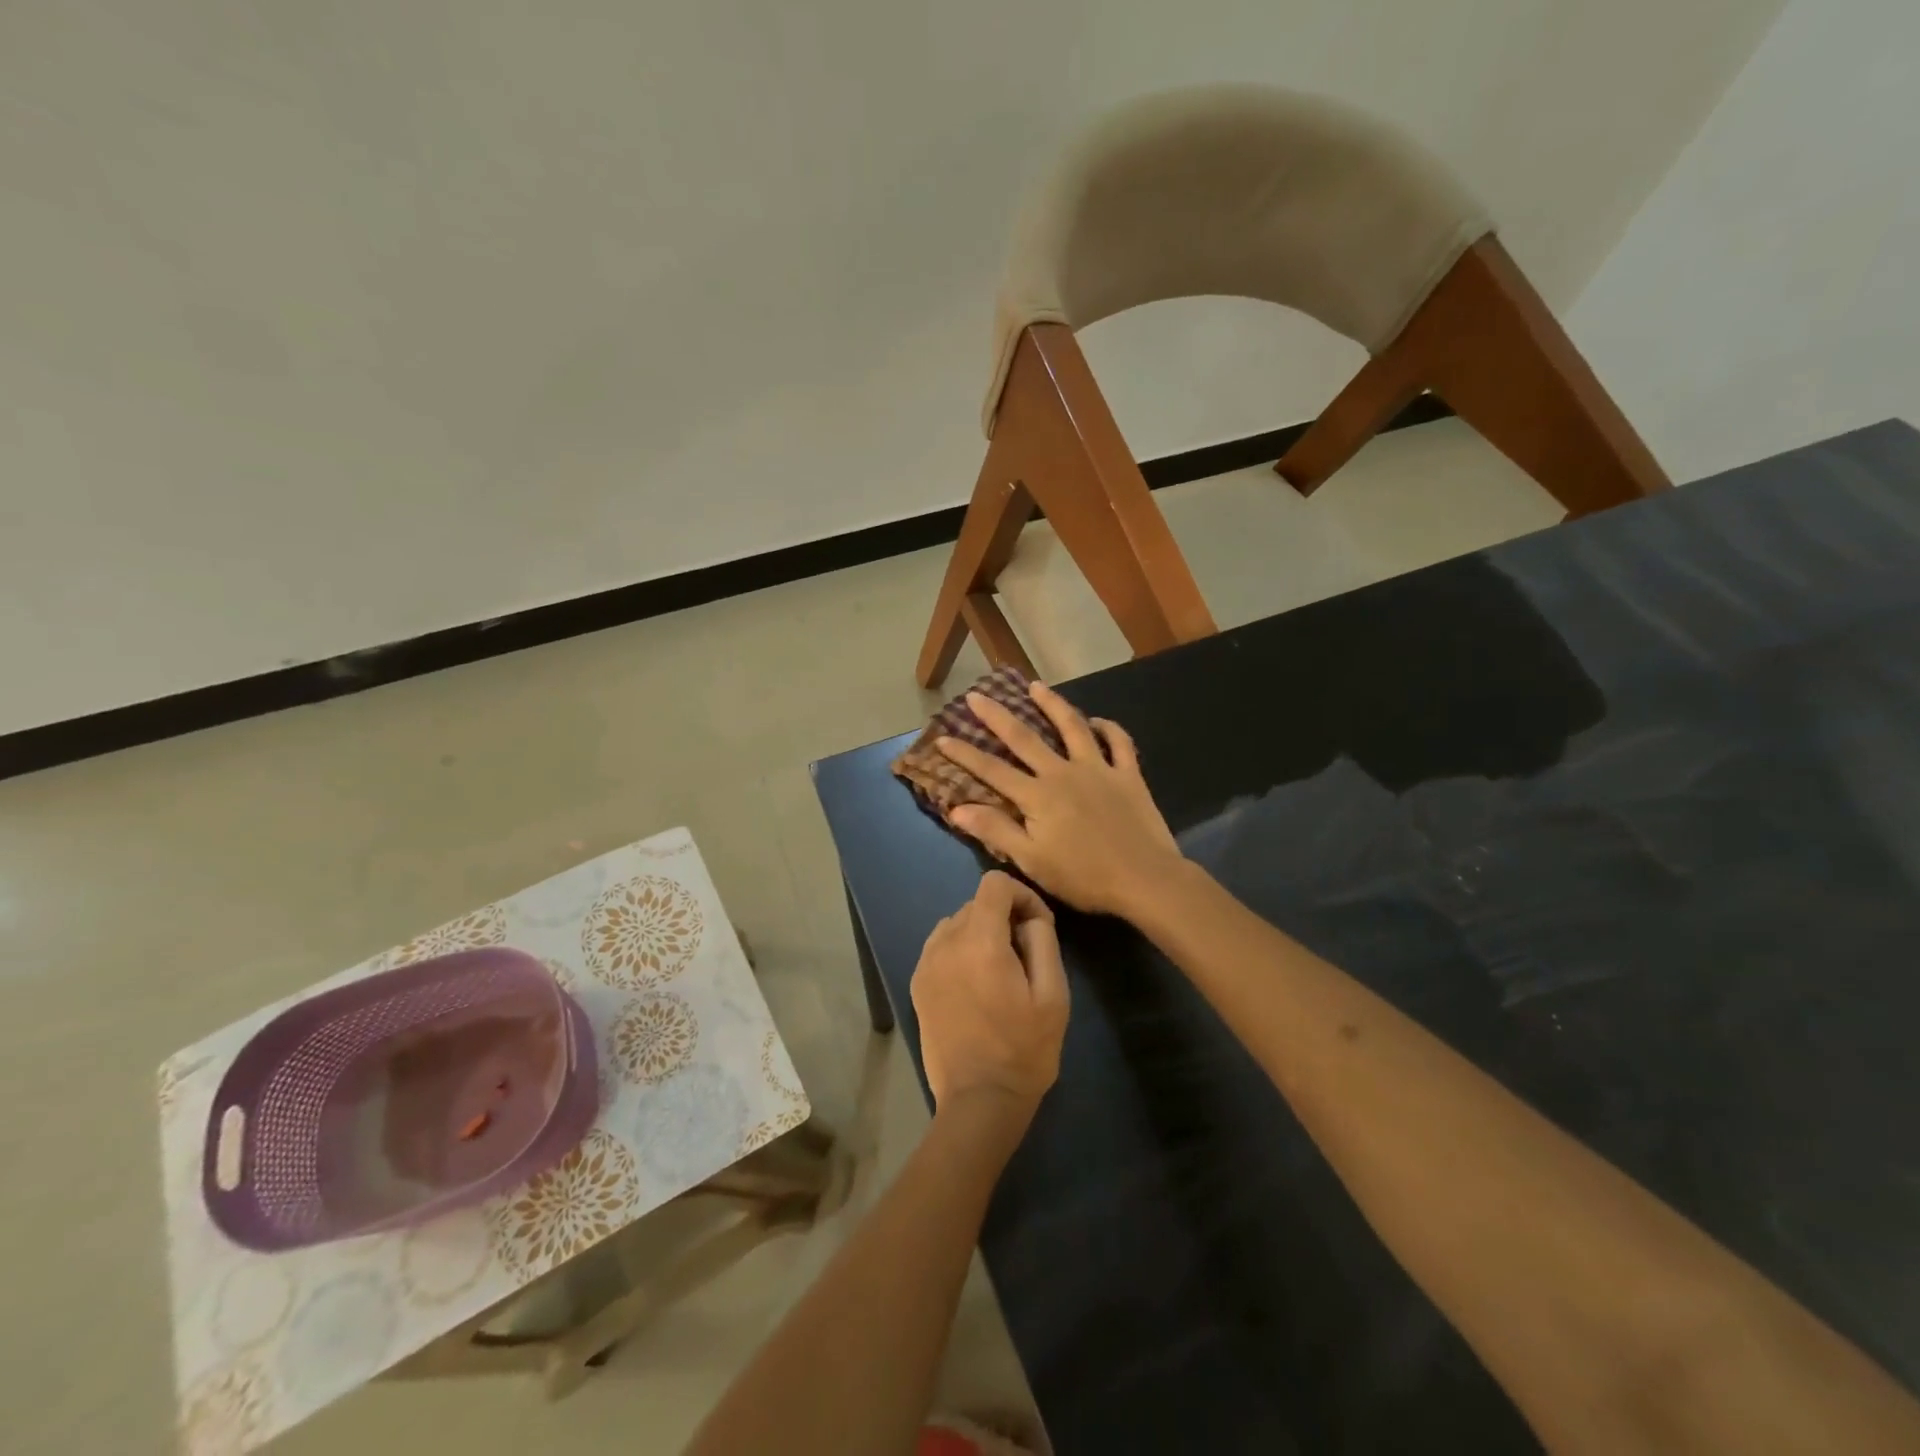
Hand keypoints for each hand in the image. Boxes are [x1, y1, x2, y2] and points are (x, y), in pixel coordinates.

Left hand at [910, 871, 1068, 1122]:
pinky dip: (960, 950)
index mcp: (980, 942)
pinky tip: (975, 984)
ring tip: (999, 970)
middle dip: (1004, 917)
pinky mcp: (917, 983)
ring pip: (956, 923)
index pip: (994, 884)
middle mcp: (946, 943)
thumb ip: (1042, 942)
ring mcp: (926, 963)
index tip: (1038, 925)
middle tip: (1025, 954)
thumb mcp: (1054, 995)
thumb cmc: (1025, 1050)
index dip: (1022, 894)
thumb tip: (1028, 920)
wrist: (979, 1101)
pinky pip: (941, 946)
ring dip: (981, 932)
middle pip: (976, 904)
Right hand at [936, 682, 1182, 916]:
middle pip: (1024, 738)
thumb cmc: (1084, 877)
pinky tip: (1097, 721)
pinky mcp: (1128, 774)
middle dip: (997, 716)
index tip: (943, 738)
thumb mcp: (1032, 861)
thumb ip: (996, 831)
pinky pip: (1119, 742)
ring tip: (1036, 686)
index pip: (992, 770)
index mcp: (1037, 796)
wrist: (1145, 879)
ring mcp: (1098, 769)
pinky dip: (1108, 728)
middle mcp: (1063, 772)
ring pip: (1072, 727)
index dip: (965, 754)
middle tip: (977, 694)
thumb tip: (956, 808)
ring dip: (1052, 704)